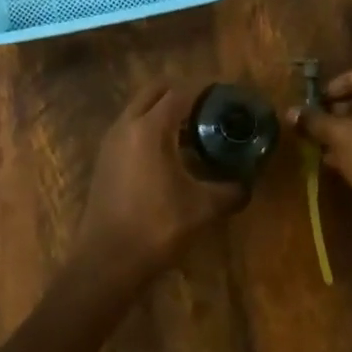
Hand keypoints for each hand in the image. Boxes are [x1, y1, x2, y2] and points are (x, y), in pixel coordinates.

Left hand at [79, 80, 247, 282]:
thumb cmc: (157, 226)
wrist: (107, 260)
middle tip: (207, 109)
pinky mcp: (104, 159)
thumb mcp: (202, 208)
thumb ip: (230, 191)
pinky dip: (149, 129)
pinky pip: (129, 129)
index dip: (204, 91)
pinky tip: (169, 155)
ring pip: (139, 109)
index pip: (180, 93)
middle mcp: (126, 125)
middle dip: (181, 93)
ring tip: (191, 132)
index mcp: (150, 128)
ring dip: (163, 112)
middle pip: (155, 91)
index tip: (225, 97)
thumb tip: (247, 184)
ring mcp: (110, 141)